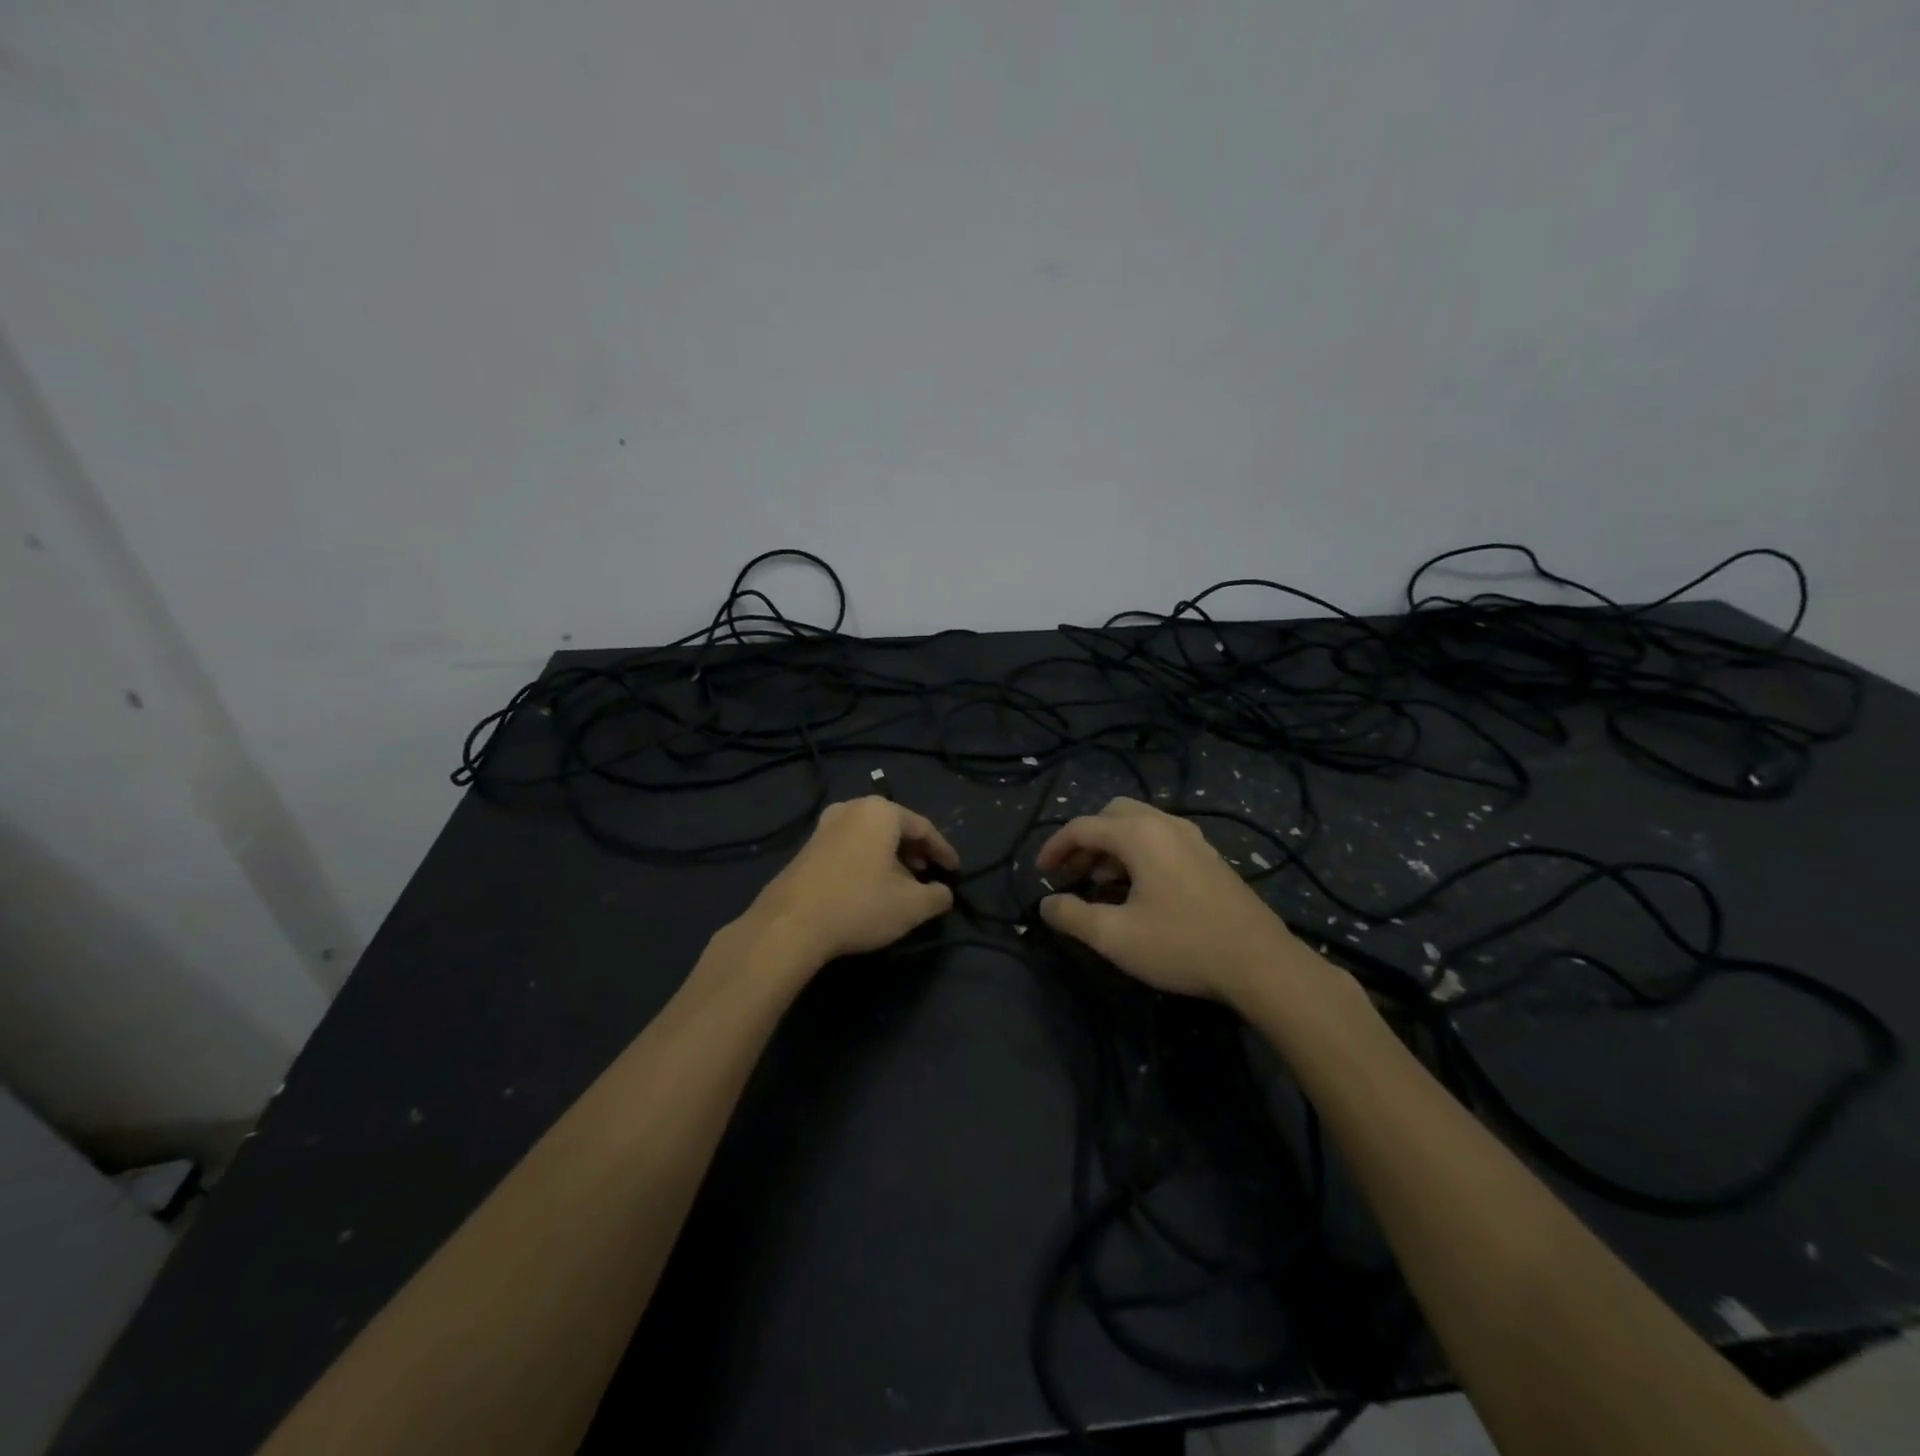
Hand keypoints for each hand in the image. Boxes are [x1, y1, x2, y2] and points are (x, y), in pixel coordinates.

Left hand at [744, 796, 959, 969]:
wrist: (790, 924)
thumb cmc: (859, 905)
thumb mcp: (911, 906)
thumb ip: (937, 896)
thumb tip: (944, 893)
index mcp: (881, 811)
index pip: (923, 827)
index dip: (943, 851)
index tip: (955, 870)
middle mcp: (852, 808)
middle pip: (895, 827)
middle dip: (915, 851)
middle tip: (929, 873)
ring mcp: (825, 825)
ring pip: (870, 837)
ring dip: (890, 857)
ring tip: (902, 883)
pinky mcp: (807, 847)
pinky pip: (850, 846)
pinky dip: (867, 861)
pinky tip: (871, 886)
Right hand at [1035, 797, 1301, 1001]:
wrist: (1260, 962)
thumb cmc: (1182, 944)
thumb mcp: (1115, 936)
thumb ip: (1073, 916)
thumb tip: (1047, 904)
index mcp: (1139, 834)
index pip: (1082, 827)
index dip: (1054, 847)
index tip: (1040, 873)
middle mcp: (1165, 824)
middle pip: (1112, 814)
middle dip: (1085, 840)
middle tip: (1071, 872)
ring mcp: (1192, 838)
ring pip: (1139, 825)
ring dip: (1112, 846)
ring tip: (1099, 883)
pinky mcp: (1208, 856)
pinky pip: (1161, 838)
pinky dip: (1137, 852)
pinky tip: (1138, 889)